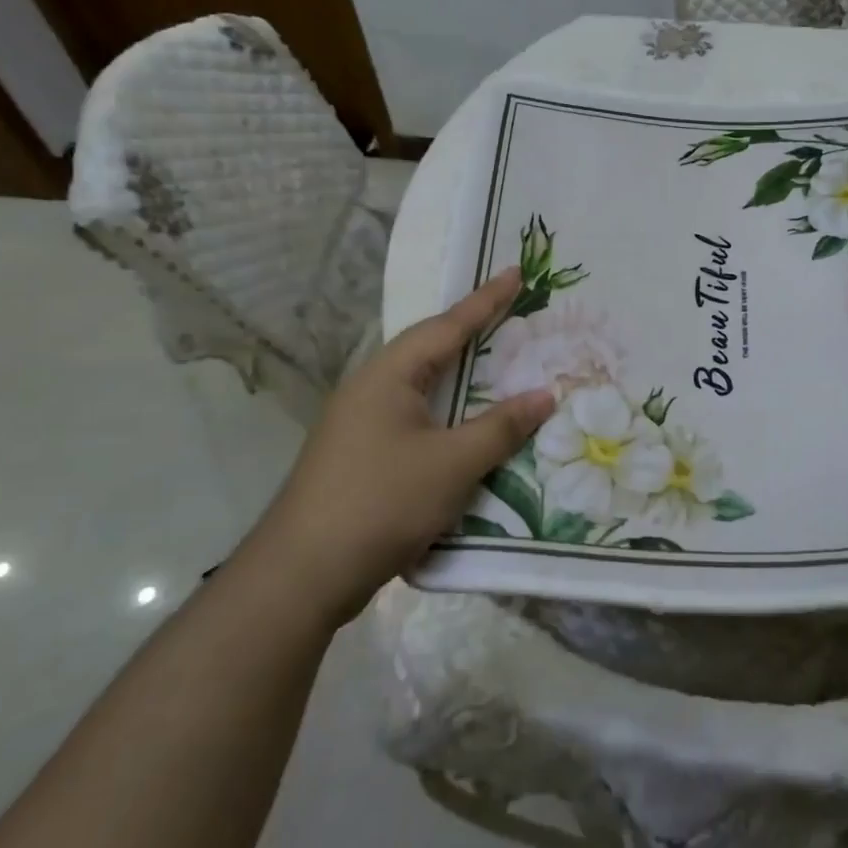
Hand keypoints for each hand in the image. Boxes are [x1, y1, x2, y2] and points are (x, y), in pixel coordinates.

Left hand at [261, 268, 554, 617]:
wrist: (303, 574)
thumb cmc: (382, 502)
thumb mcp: (453, 463)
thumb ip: (501, 427)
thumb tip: (545, 395)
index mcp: (389, 376)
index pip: (447, 326)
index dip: (486, 300)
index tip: (516, 272)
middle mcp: (372, 389)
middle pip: (432, 350)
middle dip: (474, 333)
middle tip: (515, 316)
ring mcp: (362, 424)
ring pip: (424, 389)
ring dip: (462, 379)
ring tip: (501, 365)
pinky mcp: (363, 457)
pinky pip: (417, 420)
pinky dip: (450, 415)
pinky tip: (469, 428)